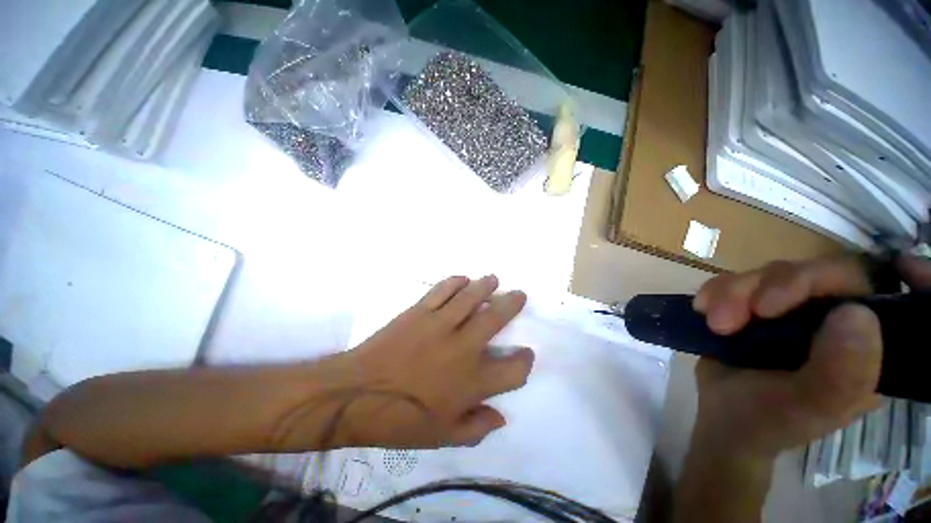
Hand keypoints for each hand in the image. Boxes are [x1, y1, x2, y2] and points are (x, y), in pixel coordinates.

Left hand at [334, 275, 533, 448]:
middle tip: (519, 294)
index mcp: (471, 382)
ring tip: (494, 279)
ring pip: (470, 297)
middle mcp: (462, 348)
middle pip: (496, 319)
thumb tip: (502, 417)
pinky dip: (455, 282)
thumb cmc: (400, 420)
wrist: (355, 395)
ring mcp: (440, 325)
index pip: (513, 370)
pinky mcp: (419, 312)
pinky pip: (442, 290)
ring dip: (485, 286)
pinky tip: (462, 278)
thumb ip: (477, 428)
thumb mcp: (442, 437)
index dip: (524, 362)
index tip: (525, 355)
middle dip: (512, 304)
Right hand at [688, 255, 930, 458]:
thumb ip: (841, 373)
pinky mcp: (755, 305)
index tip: (771, 306)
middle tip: (725, 321)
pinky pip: (736, 280)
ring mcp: (794, 309)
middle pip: (809, 273)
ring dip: (732, 293)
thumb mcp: (806, 407)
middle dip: (762, 290)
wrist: (723, 420)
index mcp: (865, 343)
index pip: (862, 288)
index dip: (825, 280)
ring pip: (768, 274)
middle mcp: (834, 317)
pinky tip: (702, 309)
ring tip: (713, 324)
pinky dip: (715, 290)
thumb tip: (856, 313)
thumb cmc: (768, 421)